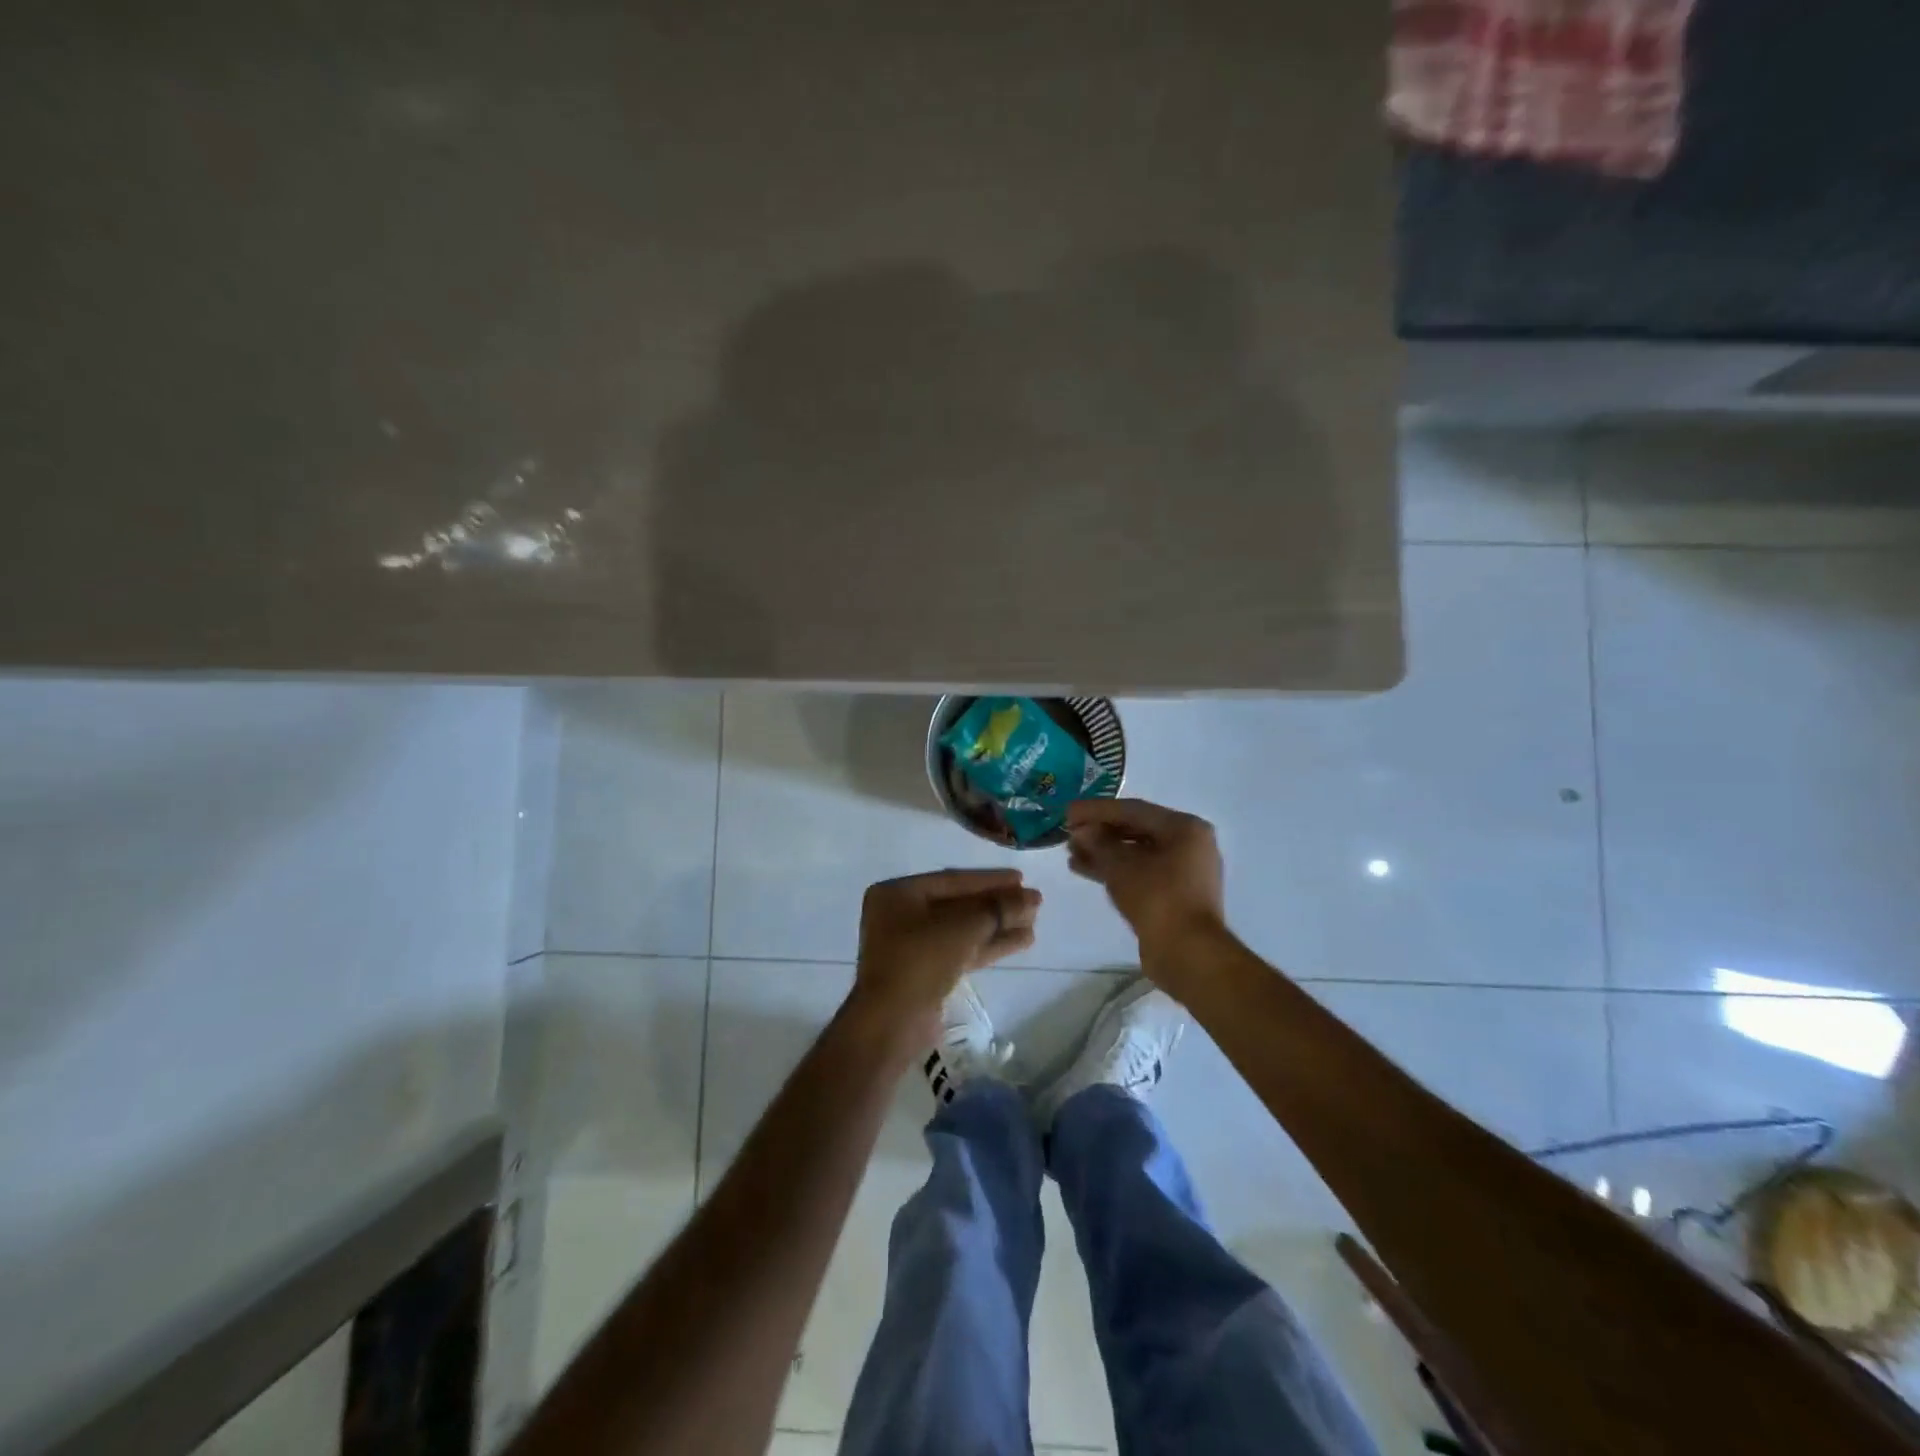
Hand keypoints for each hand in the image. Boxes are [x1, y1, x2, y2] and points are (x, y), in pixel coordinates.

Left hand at [850, 869, 1040, 1046]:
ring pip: (962, 930)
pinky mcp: (925, 972)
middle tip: (1033, 902)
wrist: (892, 1023)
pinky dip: (988, 945)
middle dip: (996, 905)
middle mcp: (901, 915)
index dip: (990, 880)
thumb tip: (1032, 897)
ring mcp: (912, 946)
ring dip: (997, 926)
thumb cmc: (920, 960)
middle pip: (958, 904)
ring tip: (1033, 922)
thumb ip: (999, 908)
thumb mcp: (963, 927)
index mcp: (898, 894)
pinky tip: (1020, 941)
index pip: (952, 880)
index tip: (1021, 879)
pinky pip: (960, 950)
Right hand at [1065, 799, 1224, 956]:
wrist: (1189, 954)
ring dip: (1103, 852)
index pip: (1133, 809)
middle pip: (1136, 829)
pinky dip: (1115, 870)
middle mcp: (1189, 844)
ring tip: (1071, 853)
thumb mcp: (1121, 866)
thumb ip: (1098, 843)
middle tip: (1068, 832)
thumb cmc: (1158, 898)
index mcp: (1185, 828)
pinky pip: (1140, 873)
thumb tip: (1082, 832)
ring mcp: (1184, 871)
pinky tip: (1084, 870)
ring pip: (1136, 853)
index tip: (1067, 812)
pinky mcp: (1174, 895)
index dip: (1096, 810)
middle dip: (1099, 831)